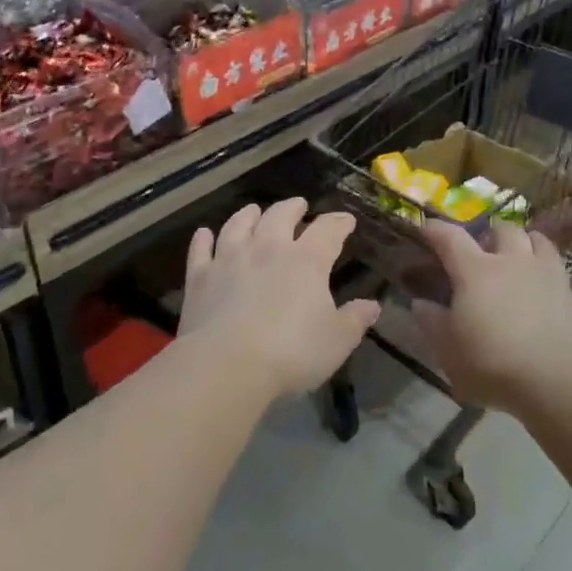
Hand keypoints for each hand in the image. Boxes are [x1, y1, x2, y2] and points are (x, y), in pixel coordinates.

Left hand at [178, 198, 379, 399]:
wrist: (227, 365)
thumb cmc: (292, 353)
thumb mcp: (336, 341)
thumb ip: (355, 320)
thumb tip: (372, 305)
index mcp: (306, 260)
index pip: (328, 231)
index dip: (339, 223)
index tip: (346, 221)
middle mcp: (268, 248)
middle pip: (280, 216)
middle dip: (292, 208)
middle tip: (298, 205)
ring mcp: (230, 259)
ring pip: (238, 224)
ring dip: (248, 214)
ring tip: (253, 210)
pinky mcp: (200, 277)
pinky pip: (201, 250)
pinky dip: (203, 239)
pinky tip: (204, 233)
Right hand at [414, 220, 571, 412]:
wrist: (557, 381)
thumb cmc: (492, 363)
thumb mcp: (447, 350)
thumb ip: (431, 322)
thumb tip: (420, 303)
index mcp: (476, 271)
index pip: (450, 238)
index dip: (435, 229)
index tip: (425, 227)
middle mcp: (514, 262)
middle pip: (504, 229)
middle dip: (492, 233)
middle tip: (484, 247)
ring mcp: (551, 276)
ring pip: (543, 243)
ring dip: (530, 244)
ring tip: (523, 254)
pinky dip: (570, 276)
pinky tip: (567, 281)